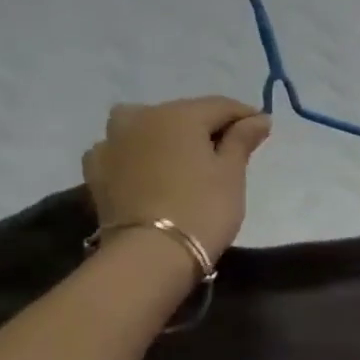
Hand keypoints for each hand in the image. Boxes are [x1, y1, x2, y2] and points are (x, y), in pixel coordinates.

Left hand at [82, 97, 270, 257]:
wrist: (151, 253)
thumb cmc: (203, 208)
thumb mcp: (232, 173)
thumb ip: (242, 140)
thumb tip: (259, 118)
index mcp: (178, 114)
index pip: (220, 106)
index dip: (245, 115)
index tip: (263, 128)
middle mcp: (140, 116)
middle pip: (182, 115)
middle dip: (206, 128)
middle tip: (228, 150)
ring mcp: (111, 142)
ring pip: (148, 128)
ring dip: (168, 137)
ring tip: (186, 159)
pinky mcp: (96, 169)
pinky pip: (124, 151)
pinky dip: (140, 155)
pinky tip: (150, 170)